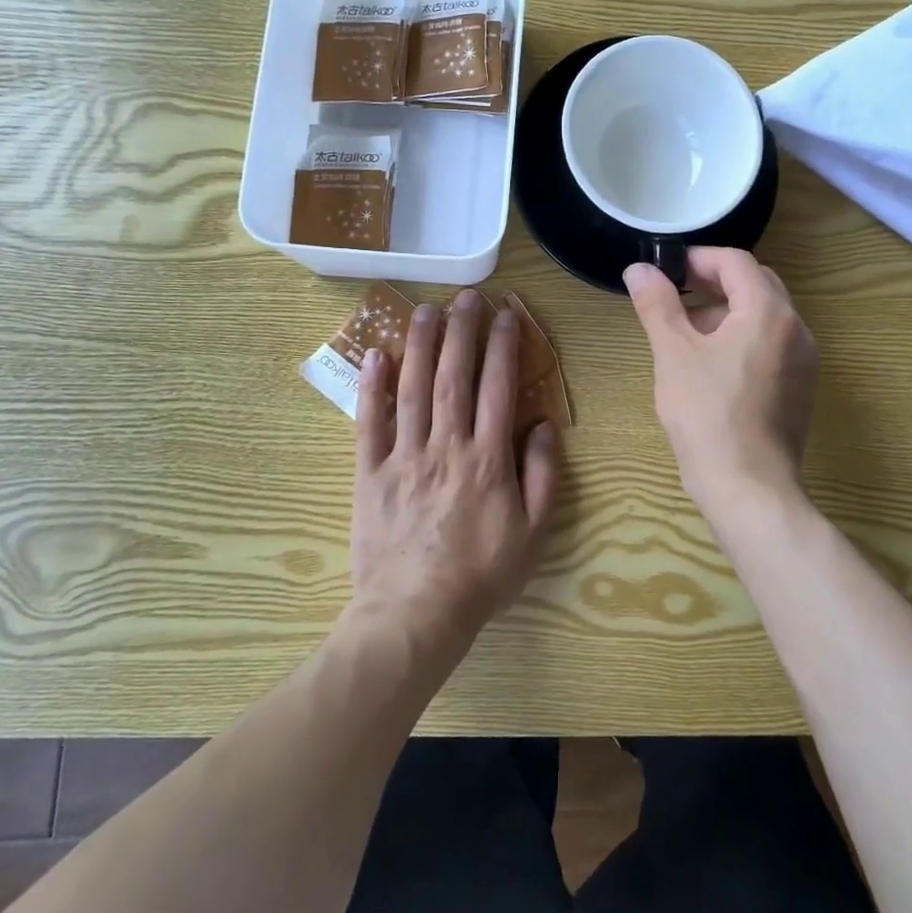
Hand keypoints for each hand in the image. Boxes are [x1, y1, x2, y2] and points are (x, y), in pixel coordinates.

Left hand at [348, 290, 559, 651]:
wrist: (416, 615)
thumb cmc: (482, 575)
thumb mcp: (533, 532)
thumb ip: (542, 474)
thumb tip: (542, 424)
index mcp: (488, 458)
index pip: (498, 387)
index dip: (503, 346)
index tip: (507, 314)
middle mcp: (446, 445)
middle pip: (454, 376)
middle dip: (461, 332)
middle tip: (465, 297)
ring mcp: (404, 456)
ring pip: (412, 389)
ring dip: (419, 345)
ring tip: (424, 310)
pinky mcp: (370, 473)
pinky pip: (369, 423)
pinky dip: (371, 388)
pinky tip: (375, 356)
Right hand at [625, 248, 818, 507]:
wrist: (749, 488)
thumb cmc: (707, 414)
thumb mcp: (674, 353)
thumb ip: (657, 304)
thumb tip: (638, 268)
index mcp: (769, 312)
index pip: (737, 262)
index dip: (699, 258)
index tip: (667, 269)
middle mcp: (796, 329)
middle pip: (756, 285)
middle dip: (715, 282)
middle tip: (676, 293)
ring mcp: (804, 361)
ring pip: (765, 316)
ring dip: (727, 311)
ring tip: (687, 332)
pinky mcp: (800, 389)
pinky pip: (772, 344)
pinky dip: (743, 338)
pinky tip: (712, 365)